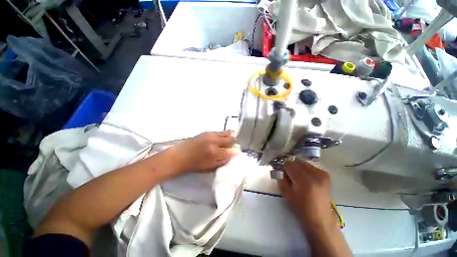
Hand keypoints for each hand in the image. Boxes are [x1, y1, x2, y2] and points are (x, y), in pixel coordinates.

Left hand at [170, 131, 239, 172]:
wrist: (181, 155)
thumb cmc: (196, 164)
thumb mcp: (211, 166)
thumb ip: (224, 160)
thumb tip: (233, 153)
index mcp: (215, 153)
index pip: (232, 150)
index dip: (235, 151)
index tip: (236, 151)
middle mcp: (215, 141)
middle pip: (231, 138)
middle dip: (234, 142)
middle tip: (232, 146)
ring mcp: (211, 135)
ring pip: (227, 132)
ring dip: (229, 136)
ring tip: (228, 141)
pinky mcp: (207, 132)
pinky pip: (220, 132)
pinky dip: (223, 135)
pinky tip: (220, 139)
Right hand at [278, 160, 334, 231]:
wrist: (320, 218)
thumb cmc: (301, 208)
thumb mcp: (286, 194)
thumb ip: (280, 178)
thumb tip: (278, 168)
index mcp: (305, 180)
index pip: (289, 164)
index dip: (283, 167)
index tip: (280, 172)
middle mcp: (315, 174)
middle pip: (296, 161)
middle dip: (289, 166)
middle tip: (287, 175)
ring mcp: (322, 173)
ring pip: (302, 163)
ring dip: (296, 167)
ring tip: (296, 177)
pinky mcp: (325, 174)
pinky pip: (309, 166)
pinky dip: (303, 169)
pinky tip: (304, 178)